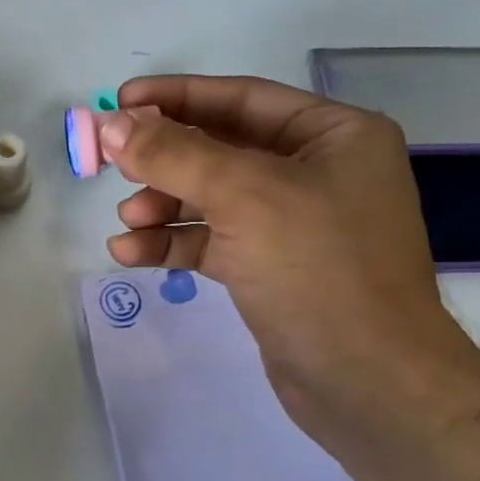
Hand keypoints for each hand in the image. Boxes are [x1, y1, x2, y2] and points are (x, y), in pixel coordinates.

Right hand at [102, 75, 479, 432]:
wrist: (368, 383)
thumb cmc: (320, 270)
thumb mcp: (245, 197)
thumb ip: (175, 155)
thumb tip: (112, 125)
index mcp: (334, 135)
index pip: (242, 99)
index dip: (177, 97)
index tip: (120, 102)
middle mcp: (316, 172)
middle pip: (221, 149)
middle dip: (165, 159)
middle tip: (111, 163)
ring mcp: (293, 224)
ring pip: (211, 198)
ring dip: (163, 206)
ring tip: (127, 221)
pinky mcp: (270, 269)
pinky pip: (212, 241)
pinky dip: (173, 243)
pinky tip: (130, 254)